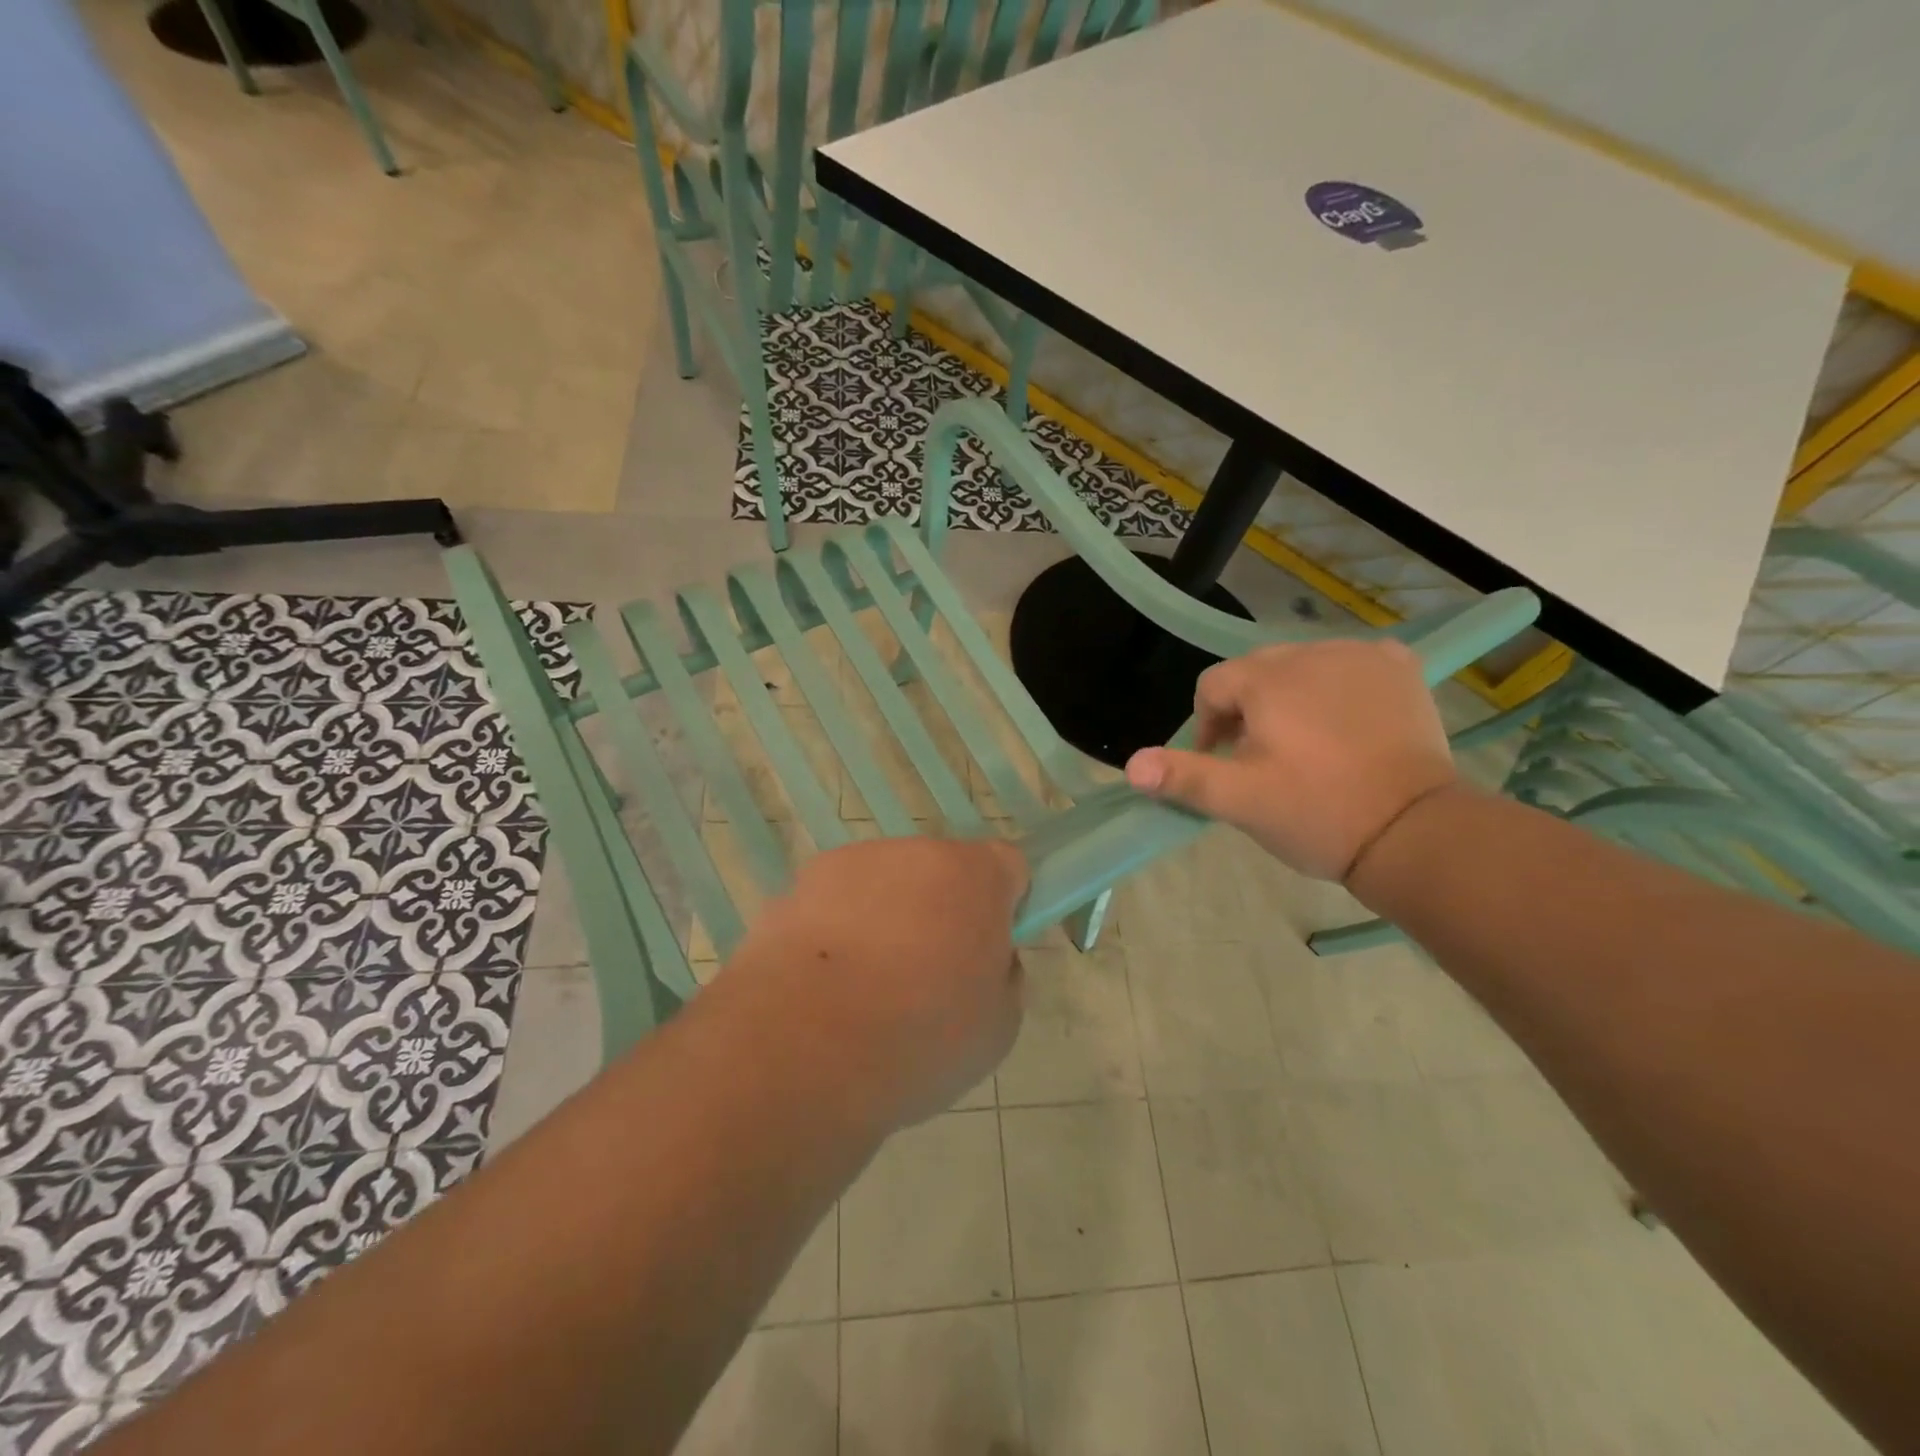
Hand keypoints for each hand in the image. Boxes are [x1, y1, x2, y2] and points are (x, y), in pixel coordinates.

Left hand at [715, 836, 1029, 1131]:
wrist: (805, 1047)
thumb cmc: (919, 1038)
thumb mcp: (998, 1026)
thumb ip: (1002, 976)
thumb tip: (985, 960)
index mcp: (976, 876)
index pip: (1008, 866)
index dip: (1003, 904)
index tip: (987, 949)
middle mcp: (917, 851)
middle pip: (941, 872)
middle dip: (941, 910)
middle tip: (926, 975)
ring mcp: (854, 862)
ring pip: (886, 884)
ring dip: (885, 917)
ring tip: (864, 987)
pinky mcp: (801, 883)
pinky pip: (836, 901)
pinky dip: (836, 929)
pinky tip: (822, 983)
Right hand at [1124, 638, 1458, 880]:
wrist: (1415, 831)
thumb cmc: (1317, 813)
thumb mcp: (1240, 801)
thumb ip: (1184, 777)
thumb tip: (1131, 766)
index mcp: (1268, 680)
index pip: (1213, 686)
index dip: (1206, 726)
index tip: (1220, 764)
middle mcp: (1312, 653)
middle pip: (1256, 672)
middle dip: (1247, 710)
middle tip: (1260, 758)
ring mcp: (1362, 656)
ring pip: (1303, 666)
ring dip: (1291, 696)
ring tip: (1304, 744)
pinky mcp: (1401, 669)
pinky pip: (1352, 662)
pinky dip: (1341, 683)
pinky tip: (1347, 715)